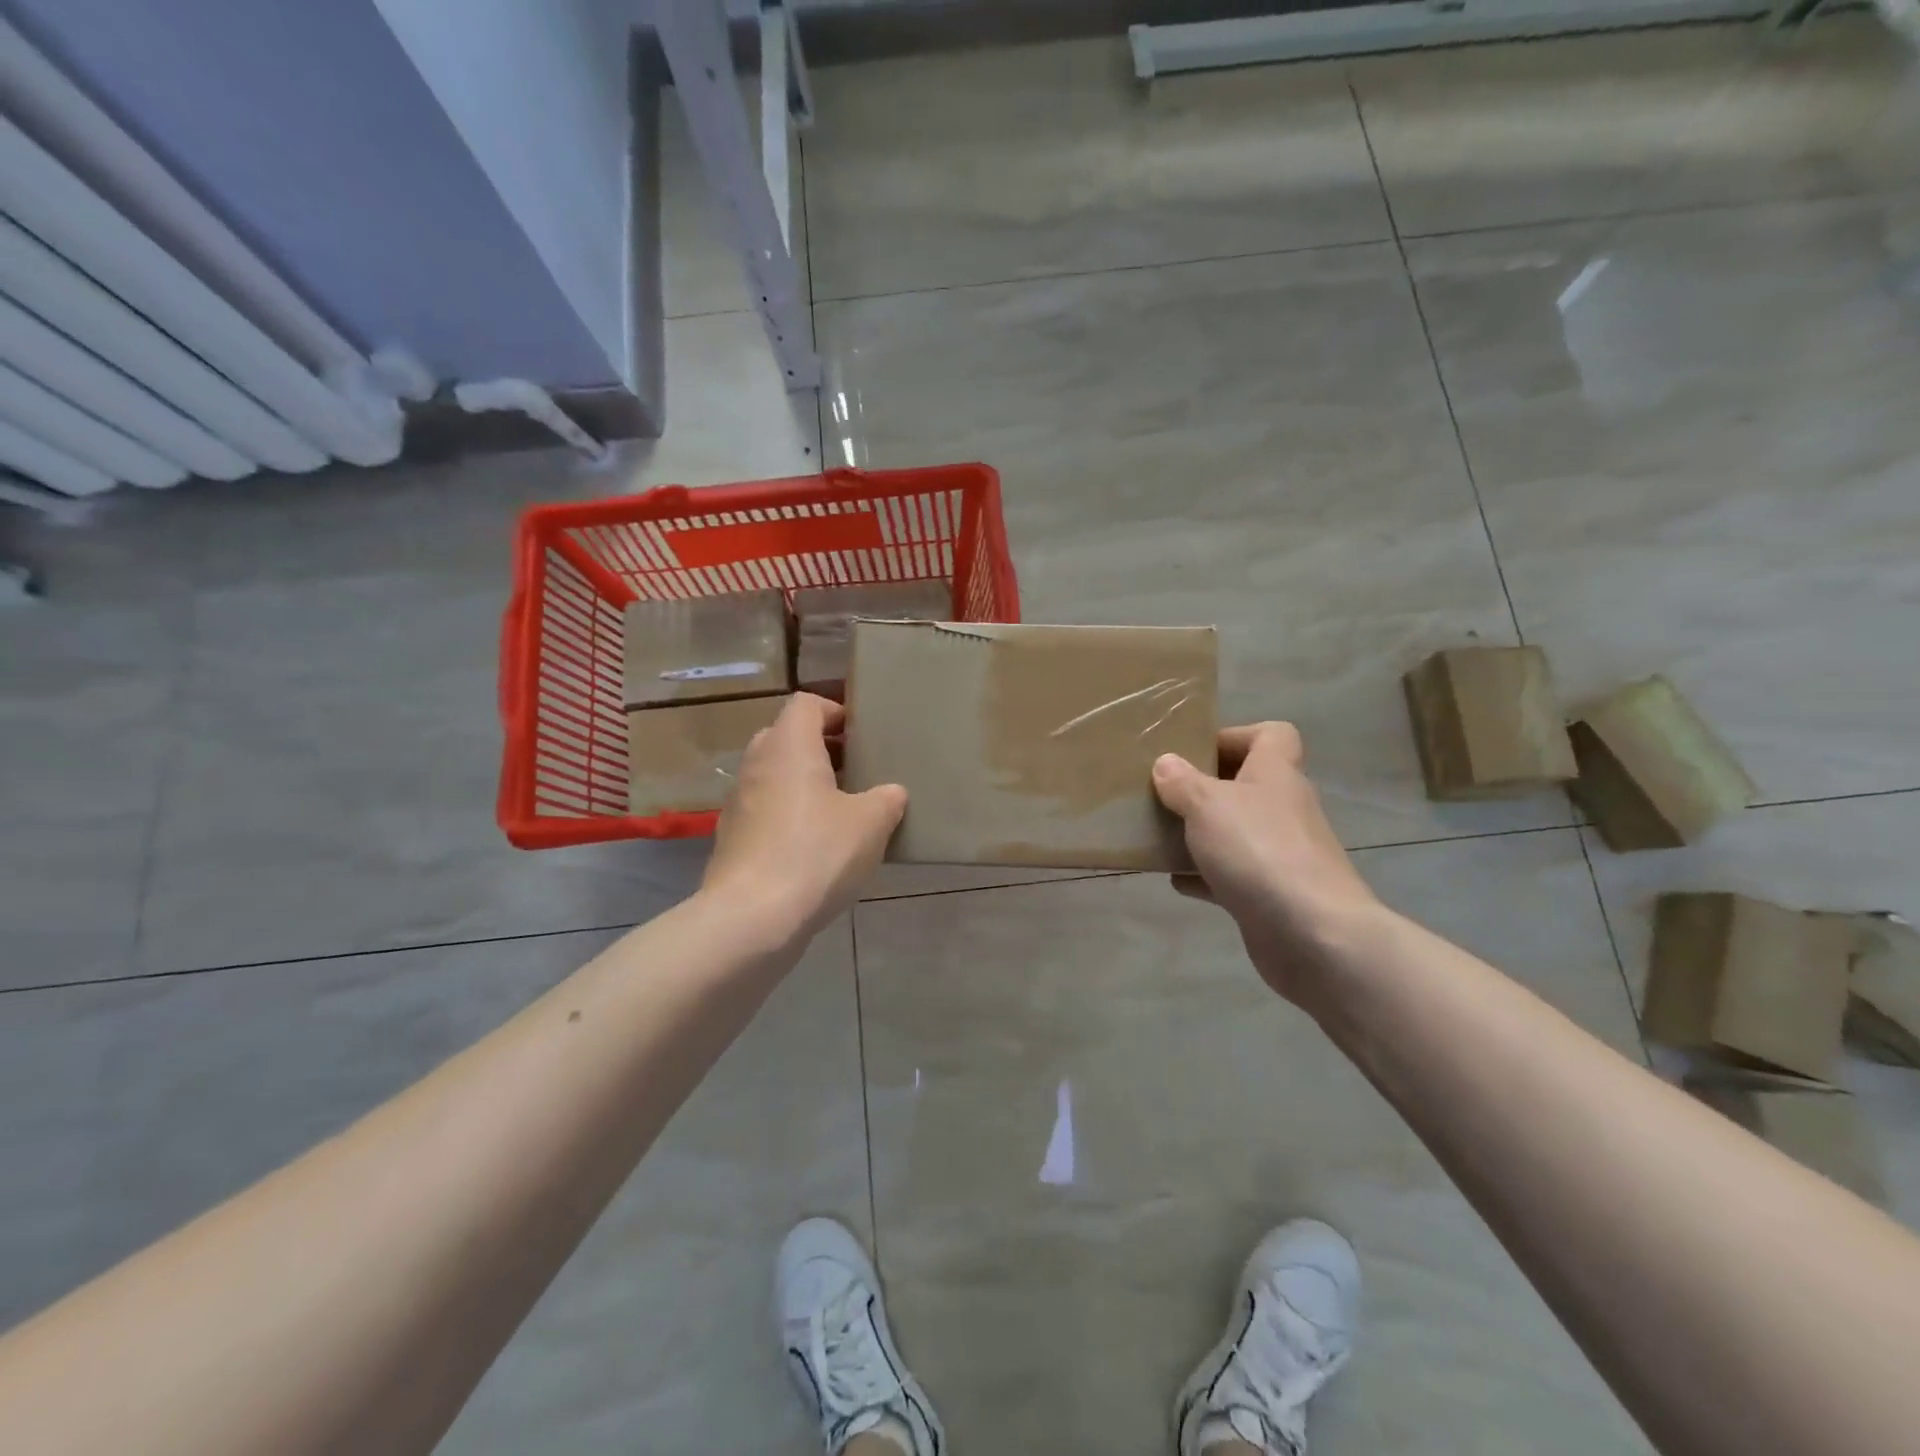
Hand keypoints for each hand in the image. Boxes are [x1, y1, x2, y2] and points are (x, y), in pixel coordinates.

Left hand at [702, 693, 905, 939]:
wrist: (753, 916)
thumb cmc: (817, 853)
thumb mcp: (871, 823)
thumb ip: (887, 799)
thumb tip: (891, 793)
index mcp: (789, 746)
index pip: (806, 703)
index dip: (834, 711)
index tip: (860, 735)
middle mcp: (757, 763)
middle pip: (786, 736)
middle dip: (820, 748)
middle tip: (855, 770)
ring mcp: (738, 801)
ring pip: (774, 775)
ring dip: (804, 783)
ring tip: (840, 810)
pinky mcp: (732, 837)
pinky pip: (765, 810)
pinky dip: (788, 815)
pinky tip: (815, 846)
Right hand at [1152, 722, 1380, 1004]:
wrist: (1312, 933)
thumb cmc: (1258, 850)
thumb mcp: (1207, 804)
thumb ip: (1182, 782)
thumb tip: (1166, 763)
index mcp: (1276, 774)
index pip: (1272, 735)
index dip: (1236, 735)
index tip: (1195, 750)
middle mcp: (1283, 808)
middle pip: (1248, 784)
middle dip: (1206, 788)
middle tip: (1165, 793)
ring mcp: (1281, 853)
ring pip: (1236, 831)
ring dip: (1201, 833)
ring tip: (1160, 835)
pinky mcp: (1272, 893)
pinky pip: (1232, 874)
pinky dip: (1205, 875)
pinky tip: (1176, 880)